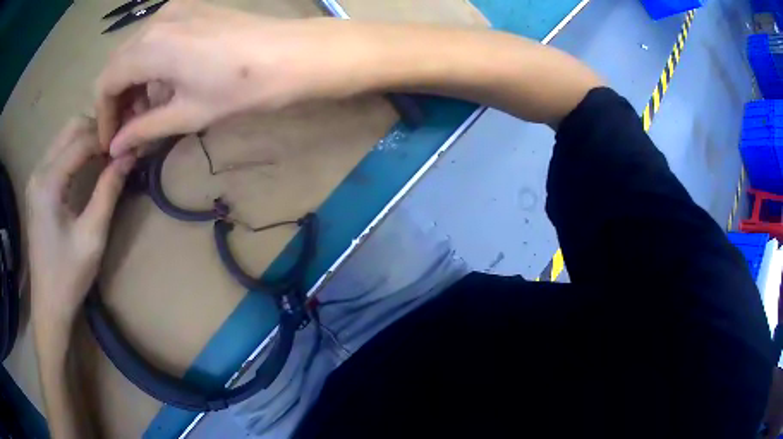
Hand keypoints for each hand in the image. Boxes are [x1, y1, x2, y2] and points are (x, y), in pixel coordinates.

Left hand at [27, 118, 135, 327]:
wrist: (48, 305)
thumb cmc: (68, 276)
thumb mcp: (92, 237)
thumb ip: (108, 191)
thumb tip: (129, 156)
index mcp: (48, 182)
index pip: (82, 140)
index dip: (108, 139)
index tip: (131, 145)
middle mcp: (39, 171)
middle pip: (71, 127)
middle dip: (97, 129)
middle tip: (119, 147)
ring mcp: (36, 177)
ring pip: (65, 136)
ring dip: (87, 138)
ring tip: (108, 154)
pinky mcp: (37, 186)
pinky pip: (59, 152)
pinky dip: (77, 150)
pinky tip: (89, 165)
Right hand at [96, 0, 368, 156]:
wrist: (294, 53)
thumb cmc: (240, 86)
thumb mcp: (186, 114)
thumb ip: (144, 128)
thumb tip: (116, 147)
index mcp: (149, 47)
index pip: (106, 83)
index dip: (104, 115)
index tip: (111, 142)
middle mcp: (156, 21)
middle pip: (118, 64)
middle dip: (118, 100)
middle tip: (129, 131)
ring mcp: (176, 9)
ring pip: (136, 50)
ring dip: (134, 82)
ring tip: (149, 113)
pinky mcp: (192, 7)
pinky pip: (157, 37)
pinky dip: (152, 63)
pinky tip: (166, 84)